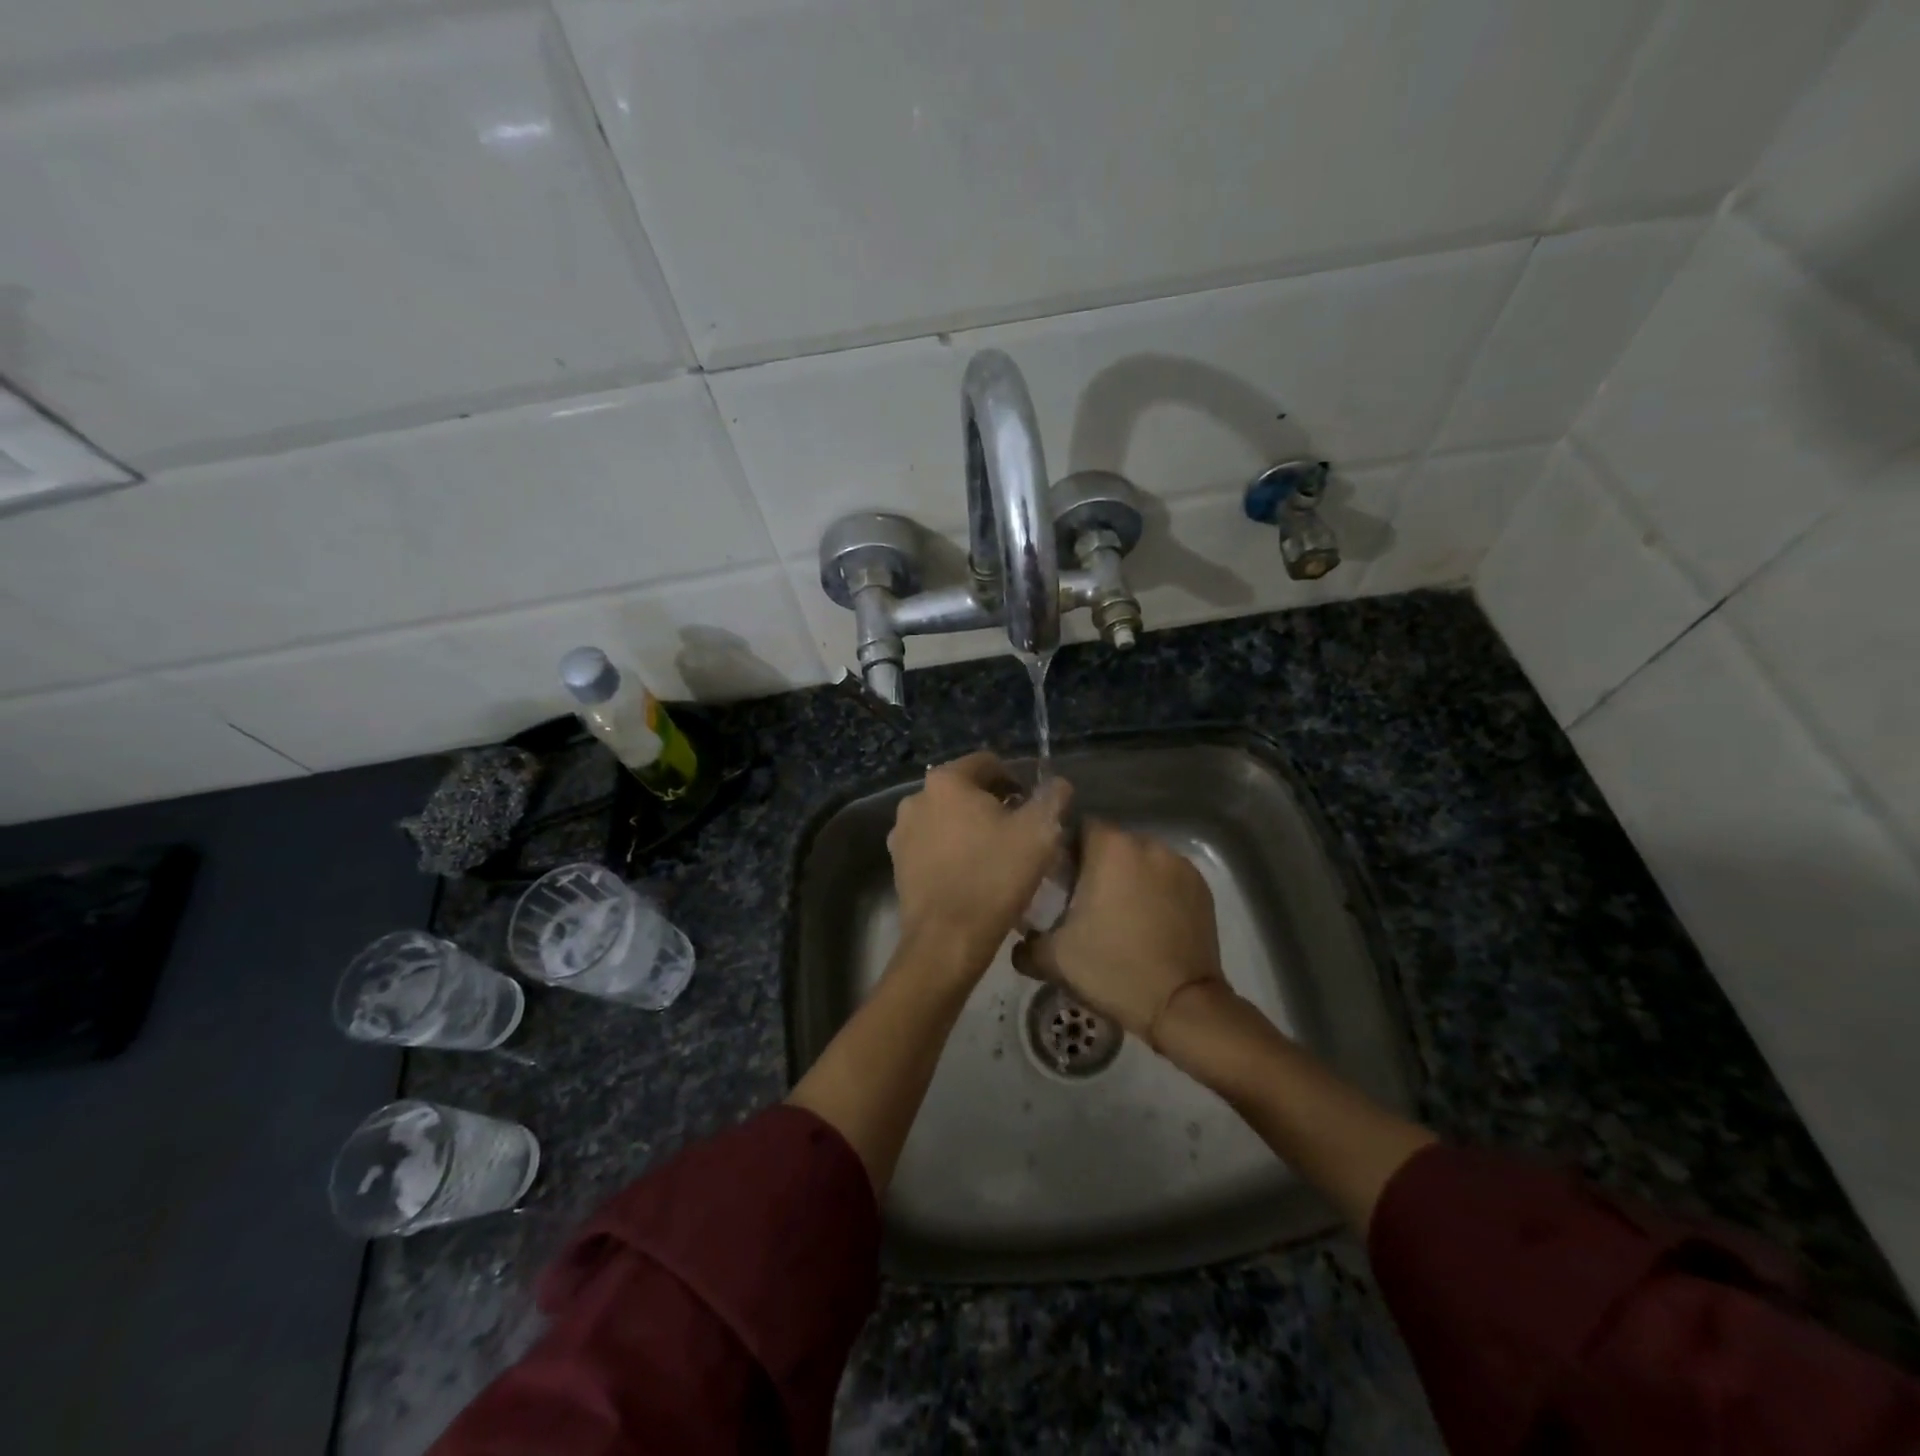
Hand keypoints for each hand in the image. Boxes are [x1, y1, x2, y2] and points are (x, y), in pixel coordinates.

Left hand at [888, 752, 1072, 980]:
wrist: (947, 940)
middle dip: (993, 804)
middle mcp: (916, 798)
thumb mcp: (1039, 833)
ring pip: (947, 818)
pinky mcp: (898, 863)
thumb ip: (1052, 798)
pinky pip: (932, 845)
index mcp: (946, 781)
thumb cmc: (995, 877)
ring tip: (997, 855)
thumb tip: (1057, 784)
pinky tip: (973, 874)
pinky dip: (953, 850)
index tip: (1033, 807)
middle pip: (965, 790)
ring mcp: (902, 832)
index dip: (1016, 780)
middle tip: (1019, 832)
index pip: (988, 763)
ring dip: (971, 828)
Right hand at [1014, 821, 1224, 1044]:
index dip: (1065, 851)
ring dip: (1128, 877)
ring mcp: (1180, 865)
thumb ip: (1026, 941)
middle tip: (1084, 901)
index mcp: (1110, 848)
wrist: (1181, 1006)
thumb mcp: (1053, 959)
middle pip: (1112, 843)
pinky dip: (1155, 891)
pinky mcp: (1202, 888)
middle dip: (1097, 865)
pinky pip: (1167, 878)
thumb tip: (1019, 941)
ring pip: (1141, 860)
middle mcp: (1148, 845)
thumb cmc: (1112, 970)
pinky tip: (1148, 922)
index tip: (1058, 880)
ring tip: (1119, 914)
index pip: (1078, 828)